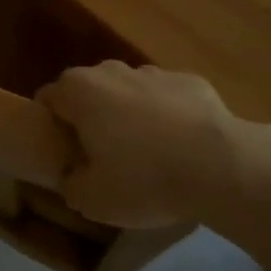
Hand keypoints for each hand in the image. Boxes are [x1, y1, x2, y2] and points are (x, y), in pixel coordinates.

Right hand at [37, 61, 270, 228]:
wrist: (222, 167)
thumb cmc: (143, 179)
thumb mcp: (91, 200)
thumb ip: (71, 184)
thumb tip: (73, 176)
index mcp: (79, 91)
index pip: (48, 98)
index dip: (50, 125)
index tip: (62, 152)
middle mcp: (111, 71)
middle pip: (89, 91)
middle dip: (90, 117)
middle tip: (101, 156)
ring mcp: (154, 72)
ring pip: (129, 92)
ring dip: (129, 115)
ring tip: (146, 155)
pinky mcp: (191, 82)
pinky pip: (167, 99)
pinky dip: (167, 117)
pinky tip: (181, 148)